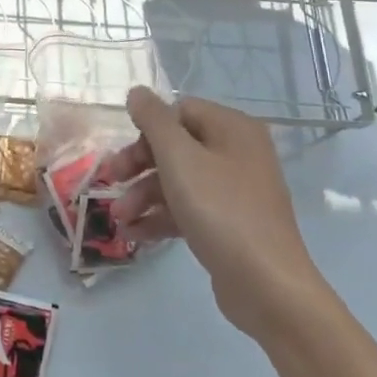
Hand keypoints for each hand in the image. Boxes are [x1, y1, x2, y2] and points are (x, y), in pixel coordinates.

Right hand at [106, 88, 329, 342]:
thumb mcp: (179, 158)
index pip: (179, 111)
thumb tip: (137, 91)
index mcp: (232, 128)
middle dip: (139, 167)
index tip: (125, 155)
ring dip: (143, 196)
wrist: (267, 285)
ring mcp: (235, 190)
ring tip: (119, 218)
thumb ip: (154, 119)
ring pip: (179, 180)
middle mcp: (237, 153)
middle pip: (176, 146)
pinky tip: (134, 234)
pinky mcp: (230, 223)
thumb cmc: (220, 210)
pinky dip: (161, 217)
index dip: (147, 130)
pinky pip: (189, 208)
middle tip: (110, 182)